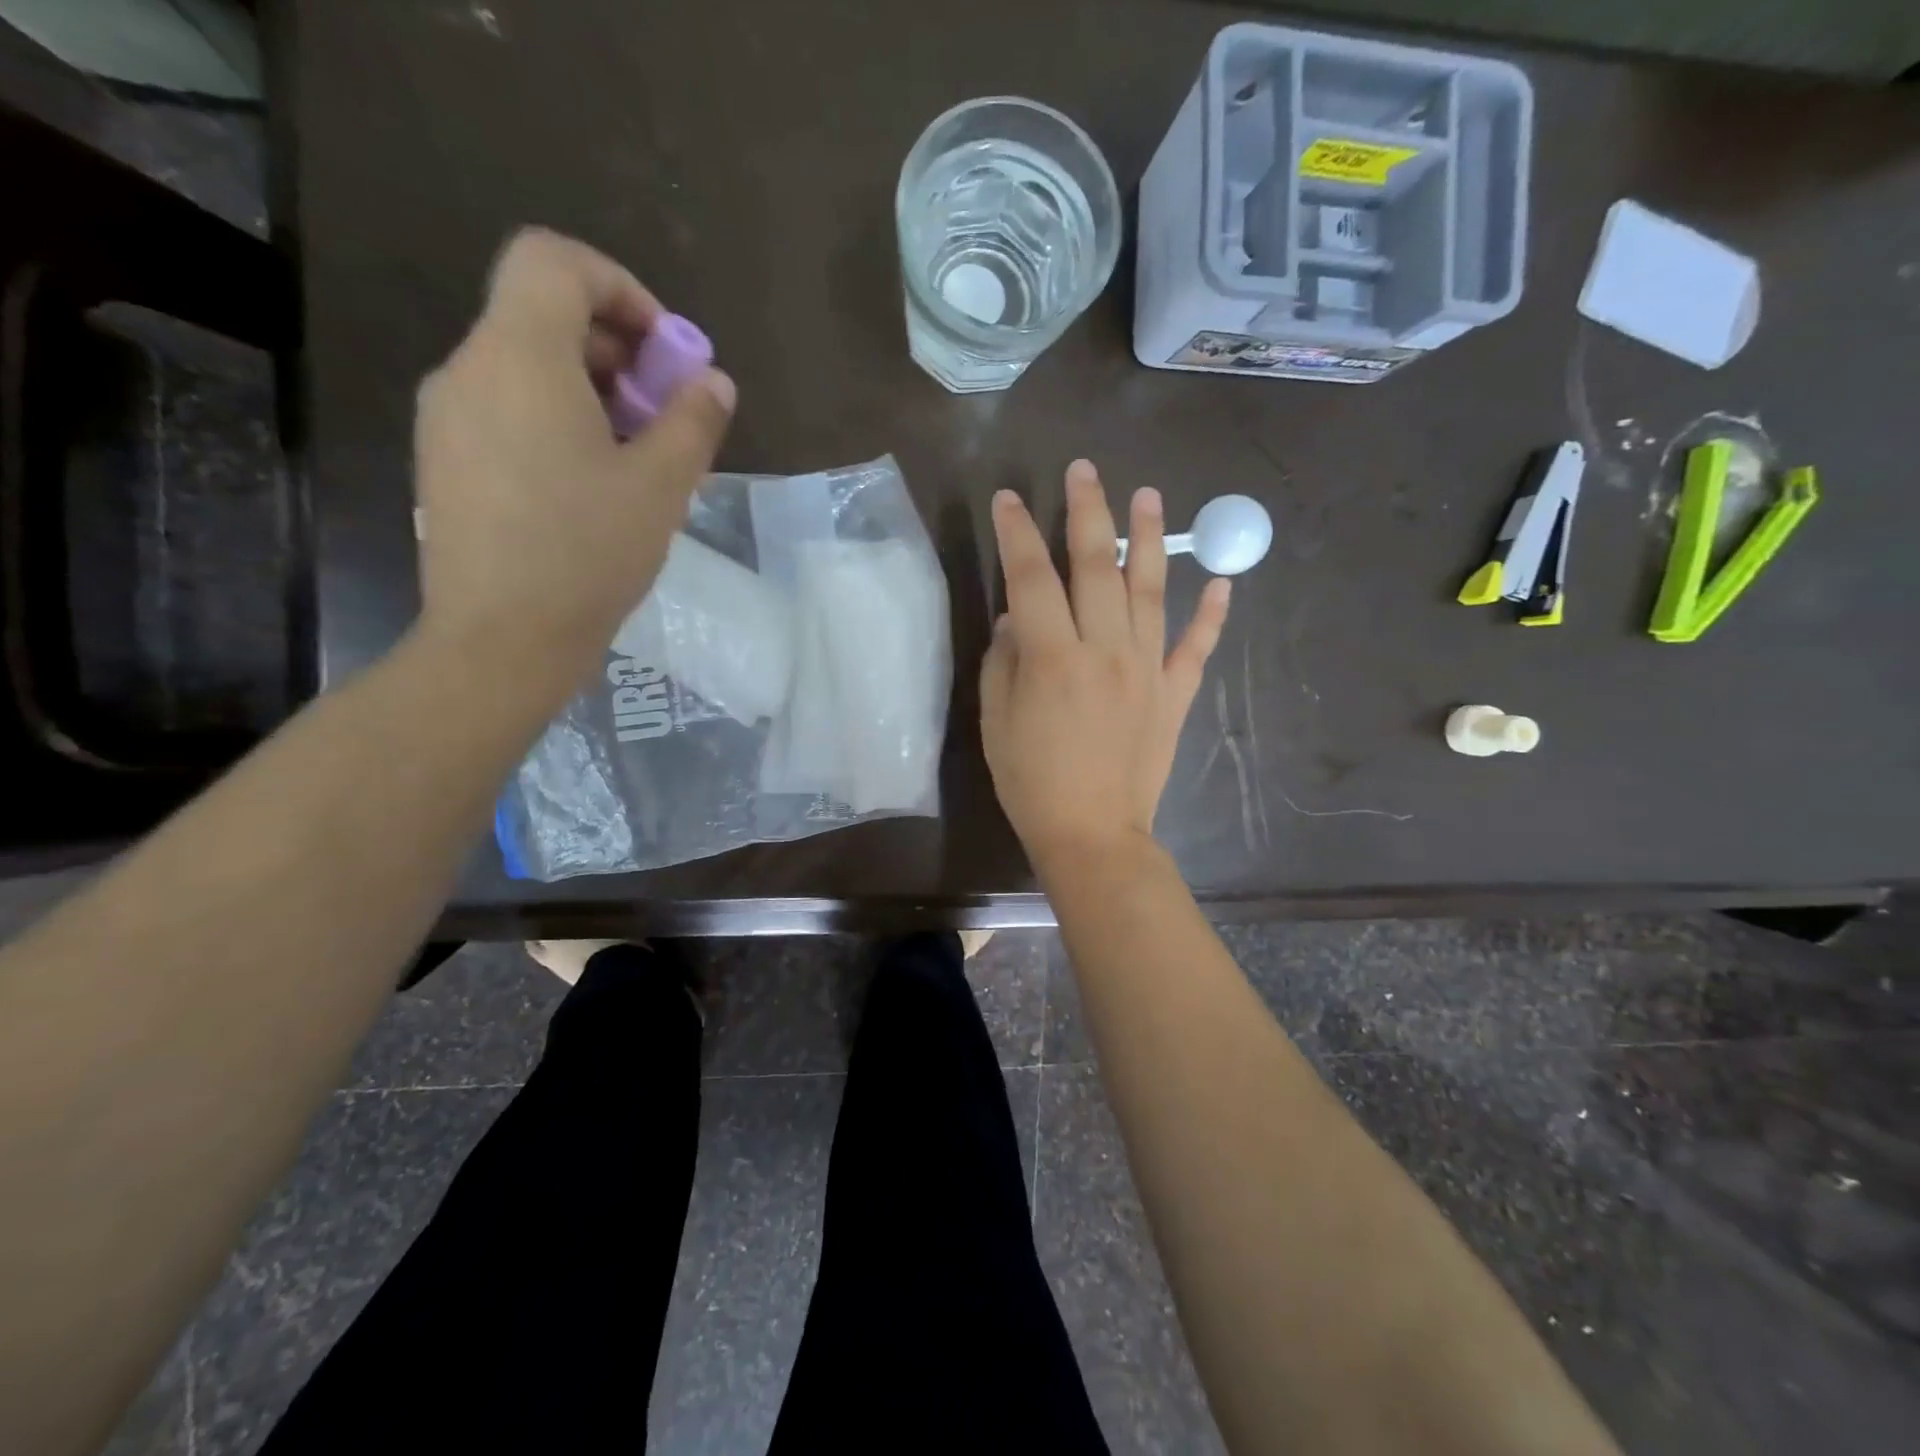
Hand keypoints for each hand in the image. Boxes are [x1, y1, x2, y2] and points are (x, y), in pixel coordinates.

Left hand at [413, 228, 735, 677]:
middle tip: (664, 417)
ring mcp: (447, 418)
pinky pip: (505, 412)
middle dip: (617, 351)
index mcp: (519, 358)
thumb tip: (714, 383)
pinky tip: (590, 487)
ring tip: (635, 460)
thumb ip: (693, 422)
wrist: (501, 640)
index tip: (664, 353)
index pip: (553, 261)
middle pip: (542, 317)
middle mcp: (469, 370)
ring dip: (590, 392)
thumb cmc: (587, 554)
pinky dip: (555, 423)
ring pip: (524, 369)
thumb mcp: (660, 486)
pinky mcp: (445, 461)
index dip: (619, 287)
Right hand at [980, 459, 1230, 870]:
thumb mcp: (996, 721)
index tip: (1009, 499)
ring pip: (1151, 589)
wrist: (1092, 834)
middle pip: (1097, 565)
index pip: (1031, 577)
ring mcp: (1147, 669)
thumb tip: (1017, 618)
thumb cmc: (1031, 782)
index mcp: (1053, 657)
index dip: (1018, 533)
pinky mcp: (1174, 693)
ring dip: (1151, 537)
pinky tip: (1222, 581)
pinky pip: (1196, 646)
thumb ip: (1004, 661)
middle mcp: (1105, 650)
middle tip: (1084, 470)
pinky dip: (1211, 613)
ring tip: (1150, 494)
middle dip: (1087, 511)